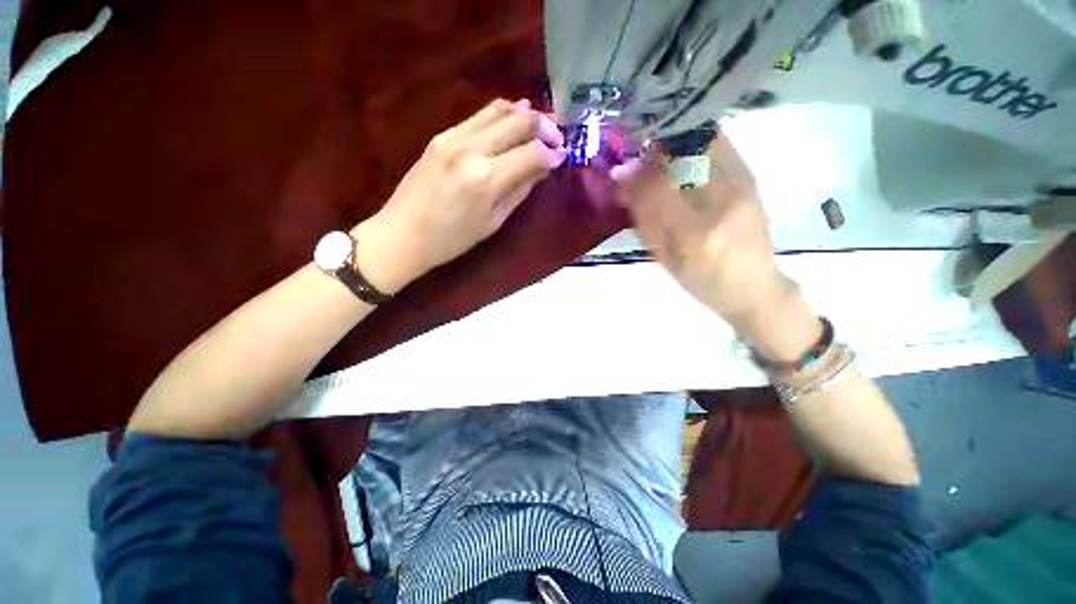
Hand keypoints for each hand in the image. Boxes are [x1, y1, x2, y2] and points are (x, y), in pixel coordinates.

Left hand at [353, 99, 566, 293]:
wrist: (403, 233)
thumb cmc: (453, 239)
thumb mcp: (494, 222)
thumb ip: (520, 190)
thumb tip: (544, 166)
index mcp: (487, 179)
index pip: (532, 152)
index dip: (552, 152)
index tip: (562, 156)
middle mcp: (472, 149)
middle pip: (519, 121)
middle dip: (544, 126)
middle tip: (556, 136)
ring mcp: (453, 137)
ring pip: (498, 110)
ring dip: (524, 114)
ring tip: (539, 124)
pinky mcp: (441, 135)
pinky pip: (478, 116)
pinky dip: (500, 115)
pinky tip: (511, 121)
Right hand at [613, 132, 821, 360]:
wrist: (754, 286)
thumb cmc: (702, 281)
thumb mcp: (665, 259)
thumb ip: (644, 221)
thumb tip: (624, 183)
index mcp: (696, 234)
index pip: (658, 188)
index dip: (635, 174)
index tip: (619, 171)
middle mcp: (723, 202)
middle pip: (683, 154)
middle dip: (654, 148)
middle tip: (637, 155)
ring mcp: (743, 185)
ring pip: (704, 141)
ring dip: (675, 141)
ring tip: (658, 152)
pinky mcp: (752, 177)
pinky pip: (720, 144)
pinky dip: (695, 142)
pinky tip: (683, 154)